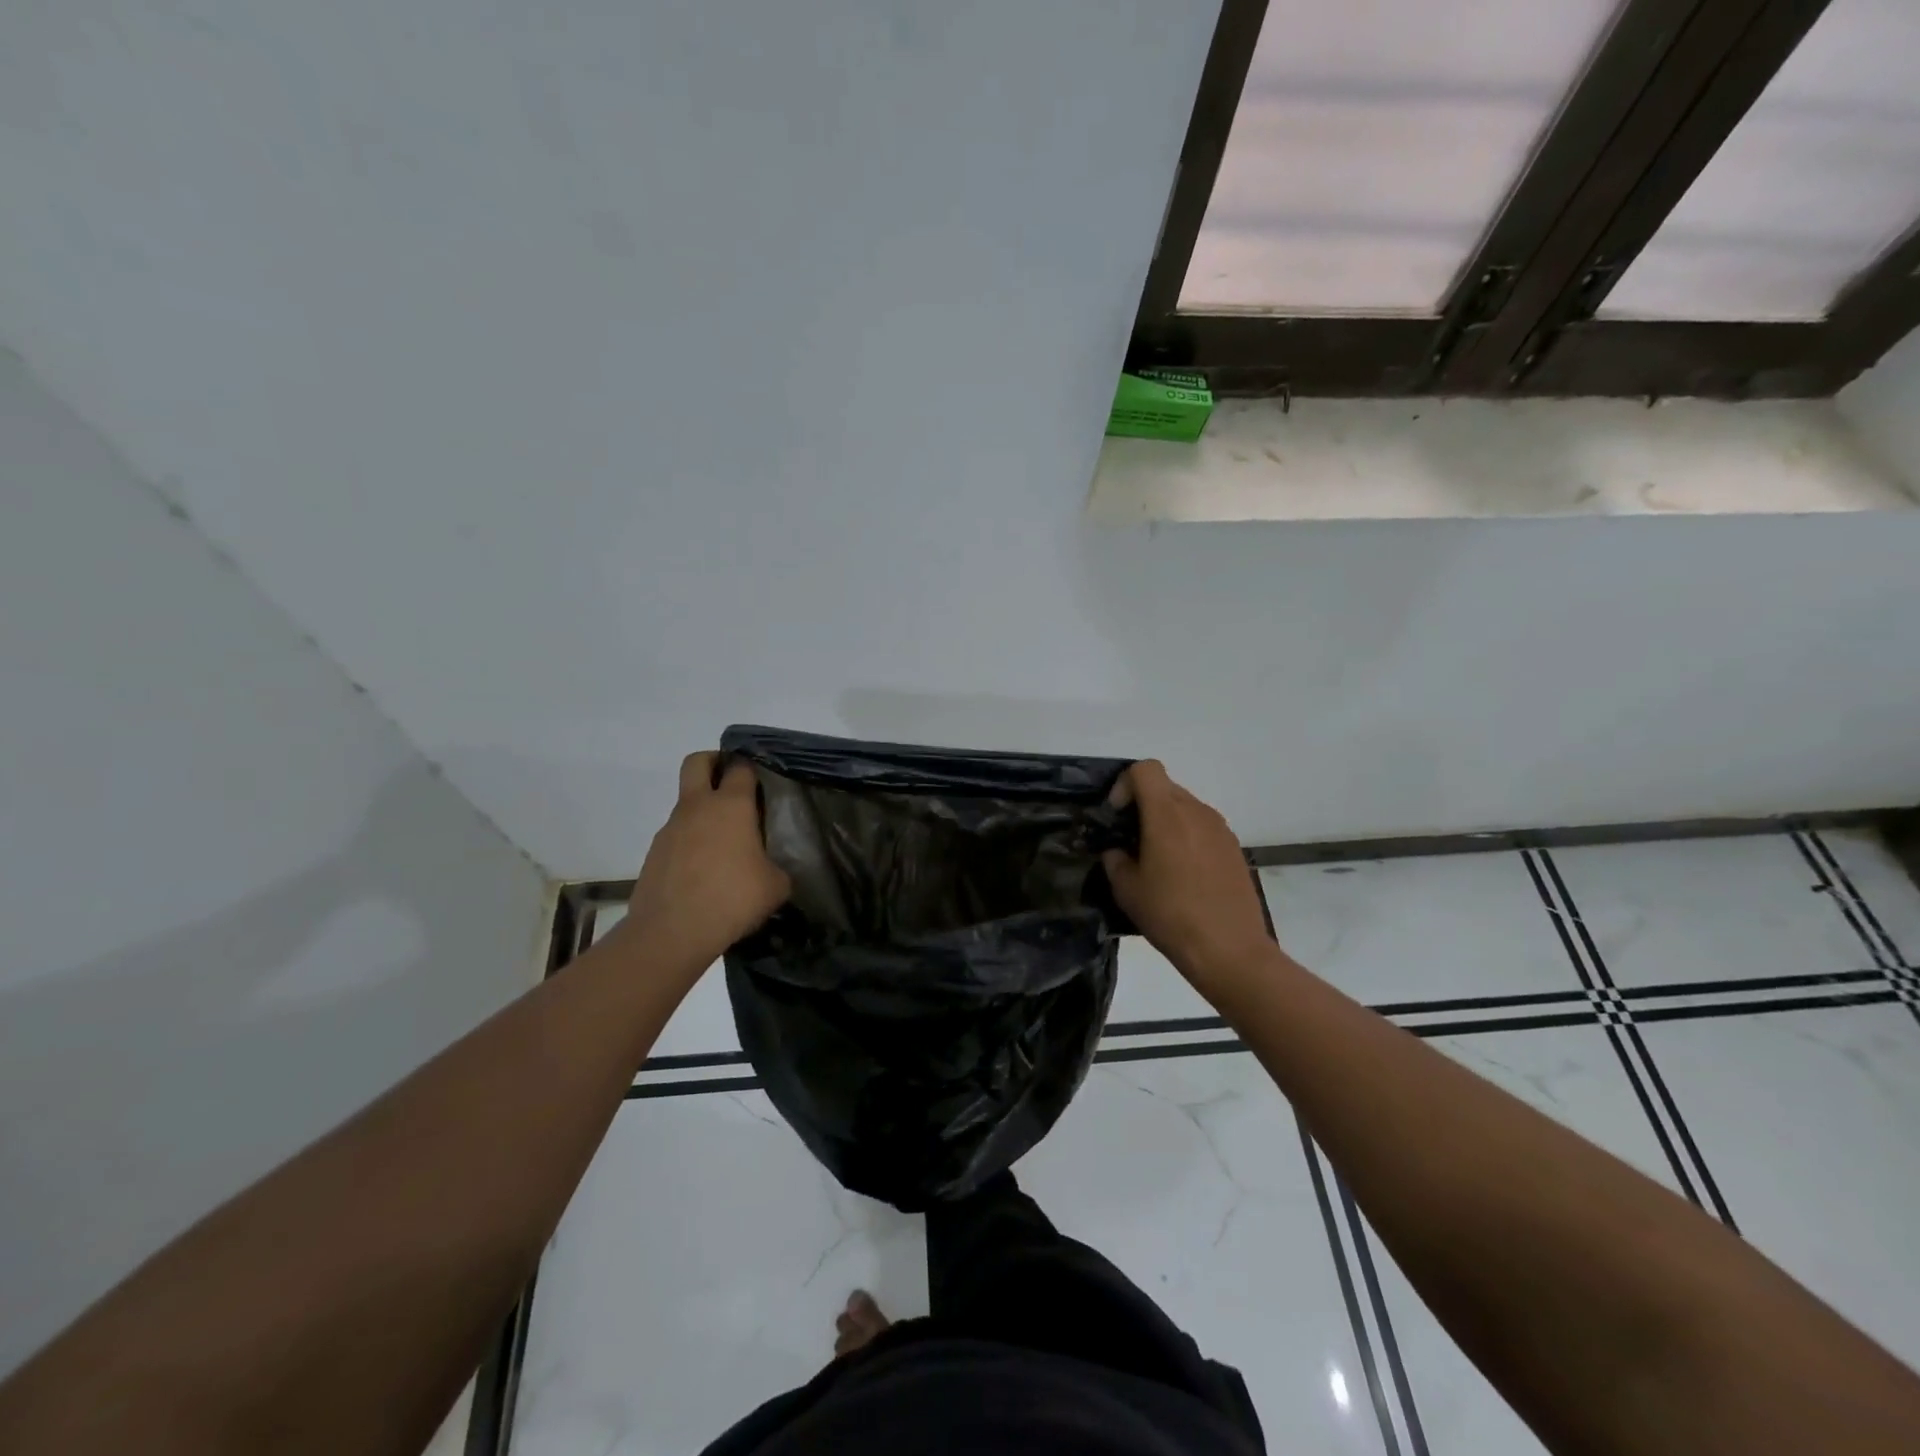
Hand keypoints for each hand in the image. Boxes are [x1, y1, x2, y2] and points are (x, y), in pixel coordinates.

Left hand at [624, 752, 790, 972]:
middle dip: (714, 763)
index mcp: (732, 806)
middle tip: (732, 783)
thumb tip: (773, 868)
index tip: (763, 779)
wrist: (672, 932)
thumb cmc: (733, 899)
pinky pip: (677, 835)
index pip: (741, 767)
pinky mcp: (655, 853)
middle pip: (698, 762)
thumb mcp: (775, 886)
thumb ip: (777, 867)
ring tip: (724, 843)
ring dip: (703, 810)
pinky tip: (705, 871)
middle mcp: (698, 807)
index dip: (752, 767)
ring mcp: (671, 829)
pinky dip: (690, 842)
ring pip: (686, 802)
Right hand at [1102, 760, 1277, 1003]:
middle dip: (1142, 805)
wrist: (1230, 950)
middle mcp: (1197, 811)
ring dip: (1165, 822)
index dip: (1125, 785)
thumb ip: (1115, 860)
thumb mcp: (1127, 890)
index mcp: (1167, 814)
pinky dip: (1187, 838)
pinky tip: (1183, 875)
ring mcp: (1220, 829)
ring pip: (1185, 808)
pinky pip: (1203, 828)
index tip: (1117, 817)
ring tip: (1157, 860)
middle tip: (1130, 840)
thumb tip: (1117, 852)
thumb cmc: (1171, 915)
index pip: (1145, 769)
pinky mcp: (1234, 848)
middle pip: (1165, 788)